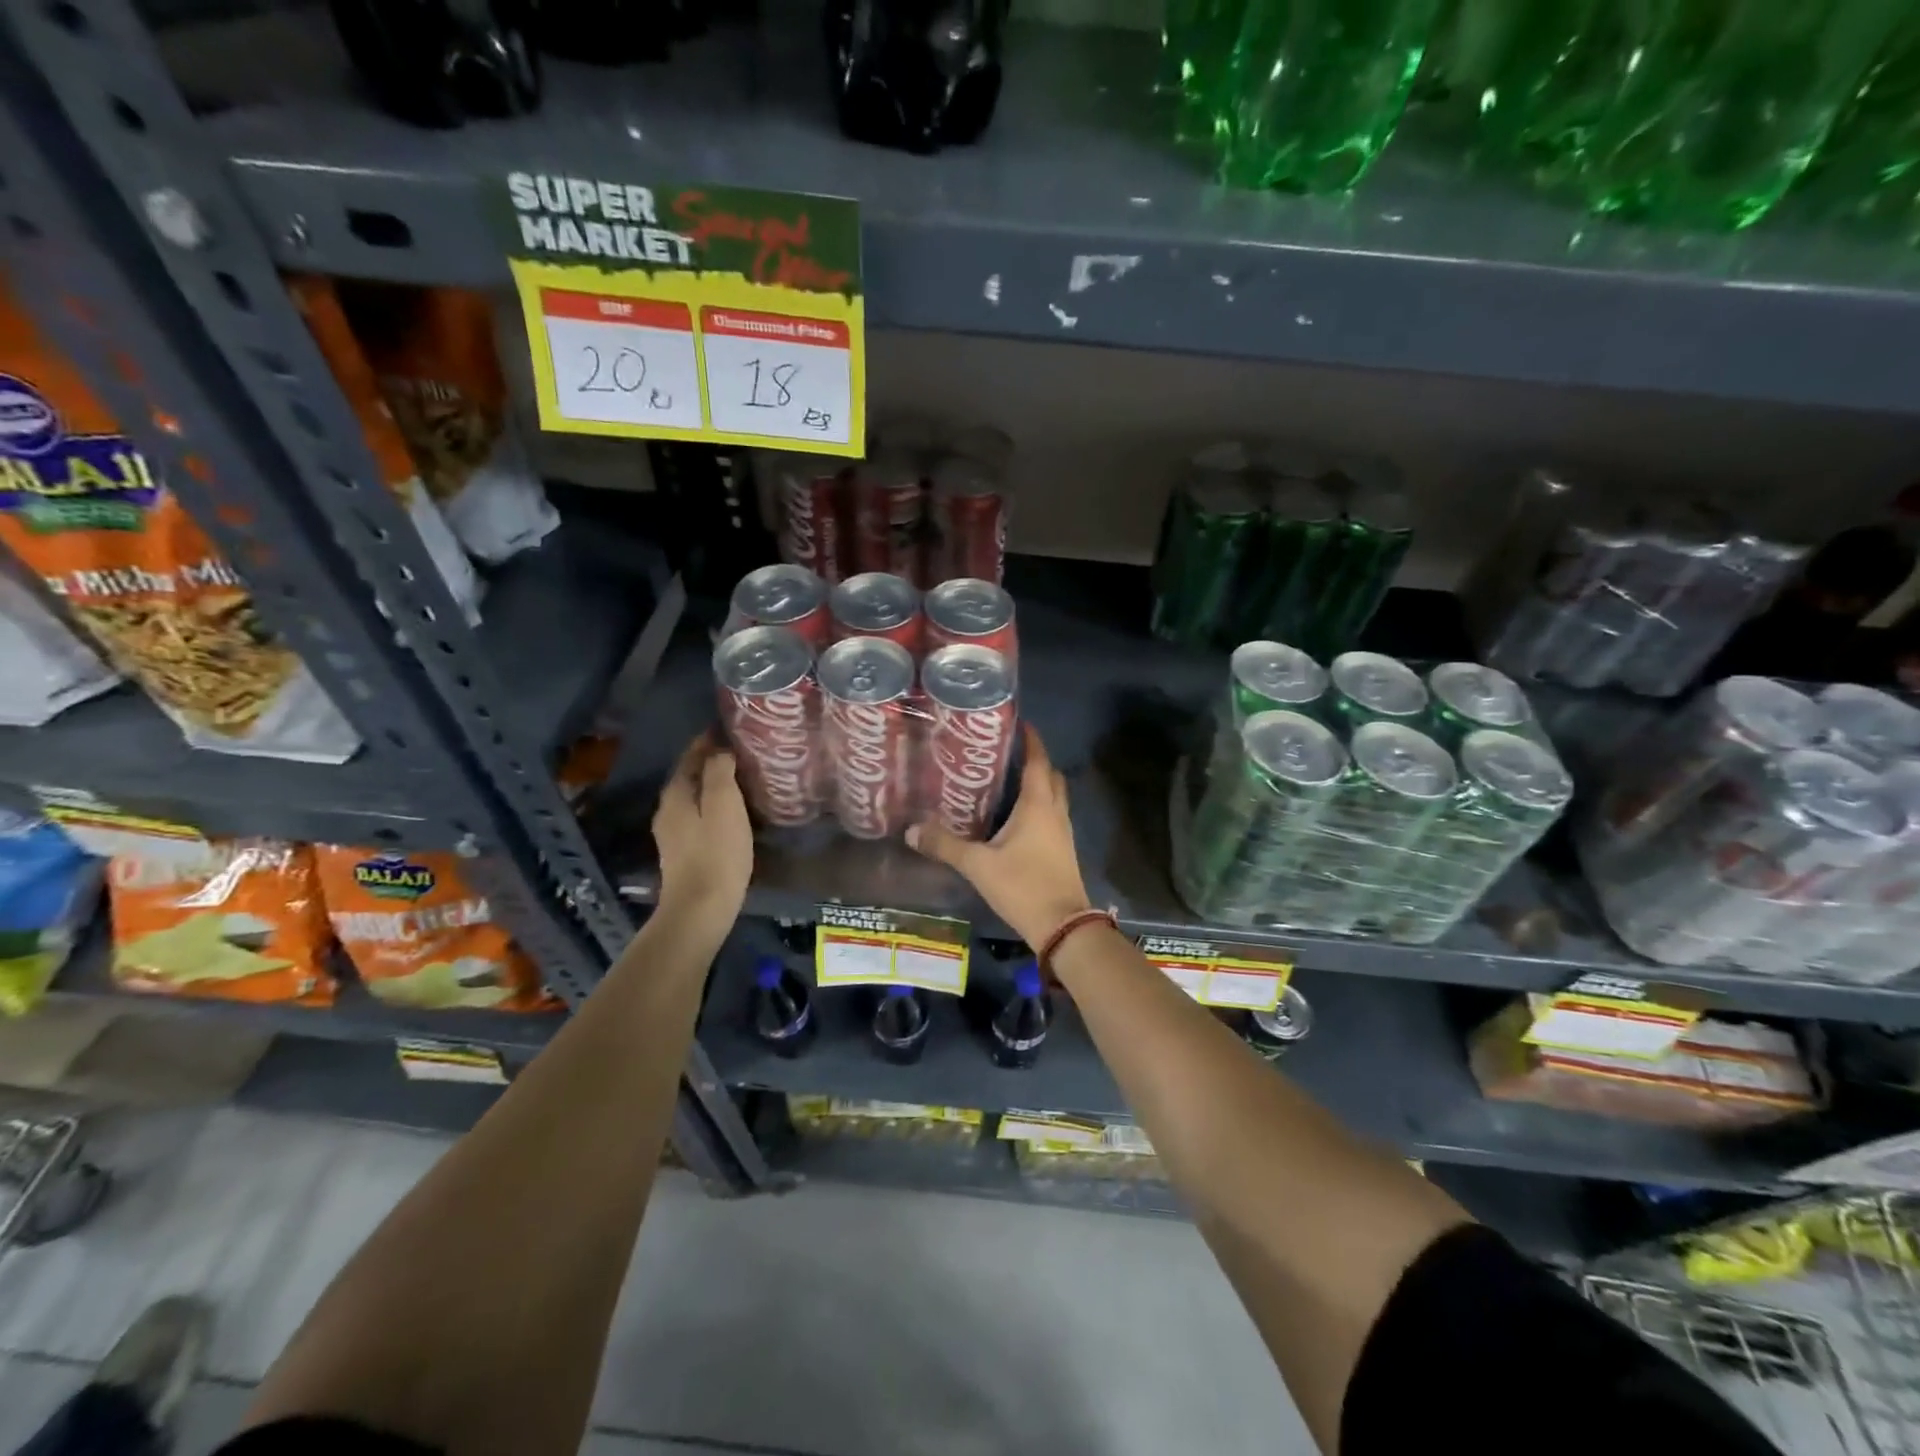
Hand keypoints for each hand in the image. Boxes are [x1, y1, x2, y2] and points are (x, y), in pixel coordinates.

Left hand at [653, 733, 752, 931]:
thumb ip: (719, 772)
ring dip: (714, 784)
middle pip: (690, 775)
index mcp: (676, 794)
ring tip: (742, 778)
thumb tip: (720, 750)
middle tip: (743, 751)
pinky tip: (733, 810)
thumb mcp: (724, 805)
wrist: (700, 910)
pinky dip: (714, 804)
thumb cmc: (717, 853)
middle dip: (712, 761)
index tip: (732, 729)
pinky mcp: (683, 852)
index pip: (691, 756)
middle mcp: (668, 809)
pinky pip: (699, 815)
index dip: (709, 740)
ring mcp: (673, 833)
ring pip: (694, 796)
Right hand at [907, 723, 1094, 949]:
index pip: (1037, 761)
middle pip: (1050, 776)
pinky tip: (1013, 818)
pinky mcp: (1061, 850)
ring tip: (1005, 780)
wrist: (1063, 927)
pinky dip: (1037, 807)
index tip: (1018, 723)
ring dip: (1036, 784)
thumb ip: (945, 845)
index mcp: (1038, 805)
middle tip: (1005, 753)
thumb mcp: (978, 865)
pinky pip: (1051, 816)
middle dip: (1033, 760)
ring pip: (1053, 797)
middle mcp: (1054, 812)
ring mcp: (1062, 832)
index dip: (1030, 740)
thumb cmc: (1023, 886)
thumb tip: (911, 829)